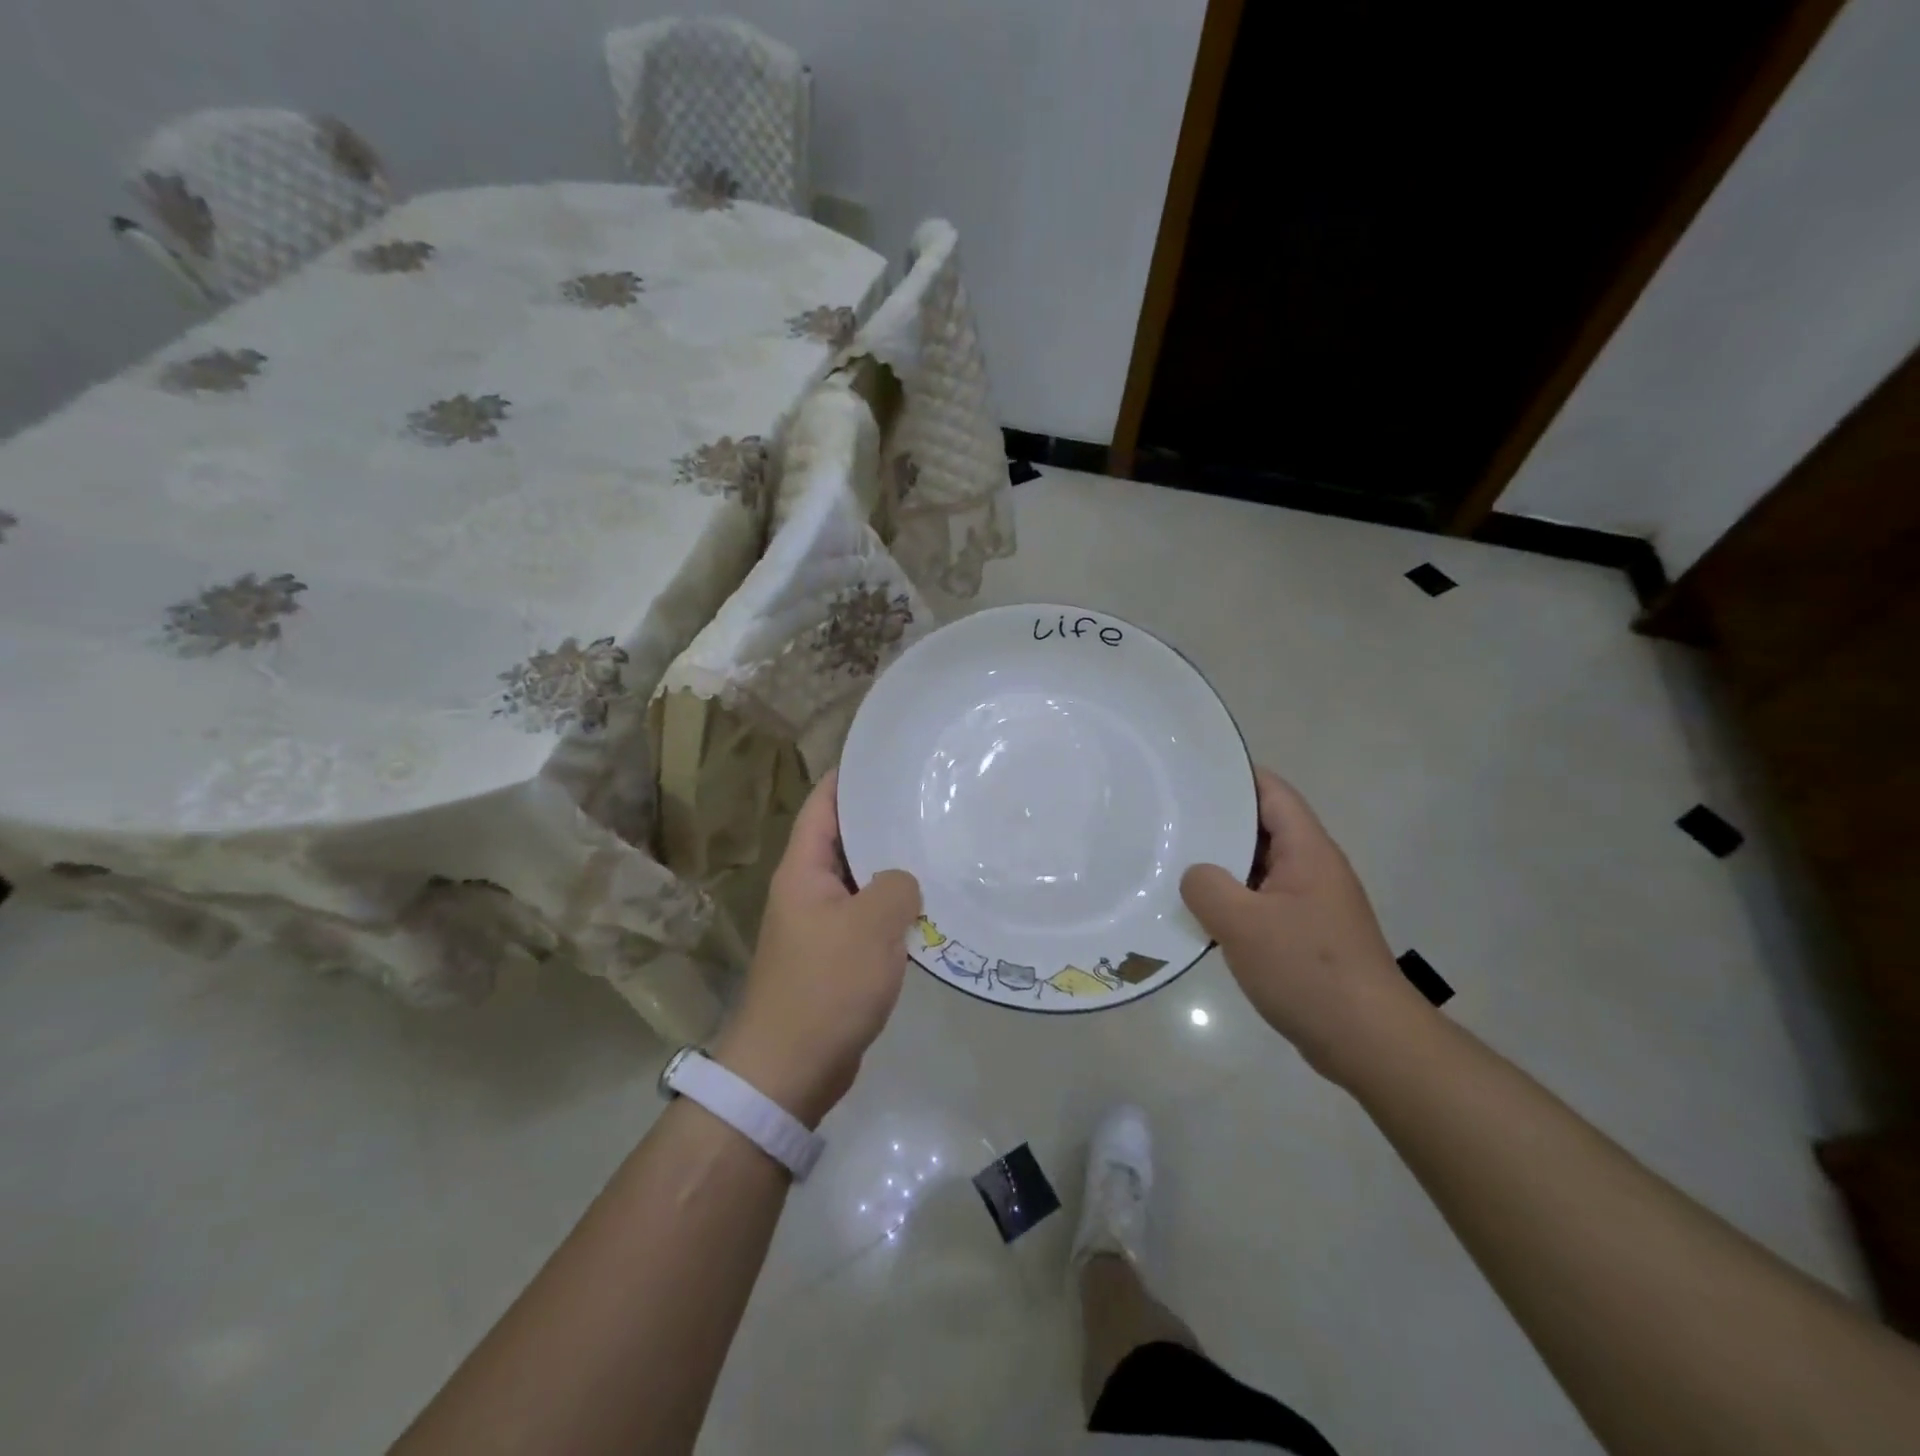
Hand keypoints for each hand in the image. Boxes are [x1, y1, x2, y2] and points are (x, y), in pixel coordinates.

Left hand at [712, 769, 921, 1126]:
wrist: (790, 1069)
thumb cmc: (826, 986)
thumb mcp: (871, 925)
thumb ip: (896, 885)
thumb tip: (905, 880)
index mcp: (803, 869)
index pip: (825, 804)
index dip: (852, 775)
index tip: (889, 755)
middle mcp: (807, 888)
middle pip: (845, 838)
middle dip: (883, 818)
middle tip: (930, 797)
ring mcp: (820, 923)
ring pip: (861, 879)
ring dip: (893, 866)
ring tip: (938, 843)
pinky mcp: (835, 956)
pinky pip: (868, 916)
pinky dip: (894, 907)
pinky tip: (930, 903)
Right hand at [1181, 768, 1429, 1084]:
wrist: (1368, 1041)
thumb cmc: (1308, 970)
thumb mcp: (1243, 924)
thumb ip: (1207, 887)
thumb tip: (1196, 876)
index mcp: (1307, 851)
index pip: (1272, 792)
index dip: (1235, 775)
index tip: (1191, 772)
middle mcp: (1313, 869)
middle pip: (1263, 828)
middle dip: (1219, 820)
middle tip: (1168, 816)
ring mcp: (1311, 904)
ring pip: (1259, 869)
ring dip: (1223, 866)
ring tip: (1173, 860)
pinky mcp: (1306, 936)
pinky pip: (1261, 903)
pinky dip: (1233, 901)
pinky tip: (1200, 914)